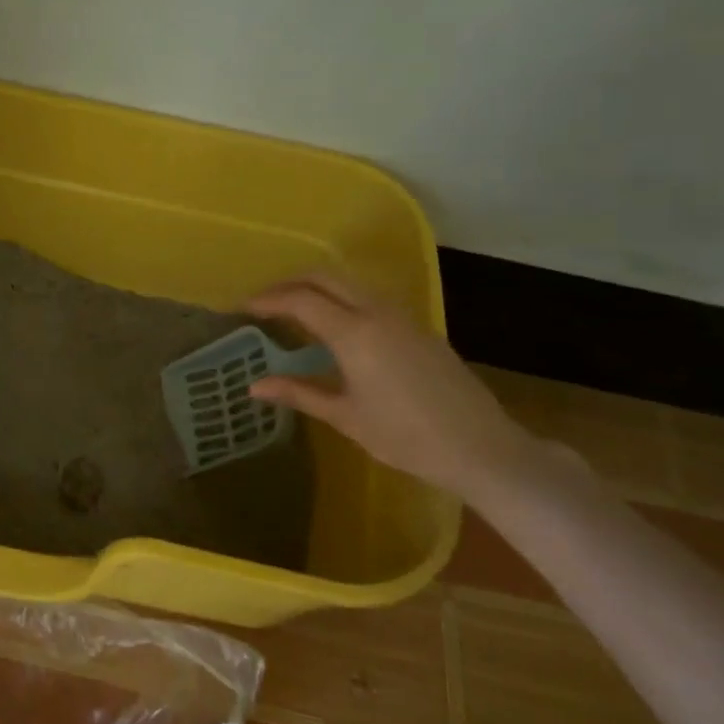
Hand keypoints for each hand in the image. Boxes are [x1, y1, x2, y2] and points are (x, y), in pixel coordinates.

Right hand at [246, 272, 542, 500]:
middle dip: (289, 282)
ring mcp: (402, 316)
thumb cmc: (405, 437)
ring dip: (317, 287)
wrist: (480, 447)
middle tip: (264, 301)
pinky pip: (369, 297)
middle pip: (325, 277)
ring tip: (292, 310)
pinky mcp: (417, 326)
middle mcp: (377, 312)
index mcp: (354, 333)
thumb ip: (298, 393)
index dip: (267, 300)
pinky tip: (333, 325)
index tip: (243, 308)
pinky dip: (341, 298)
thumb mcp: (345, 417)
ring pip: (350, 283)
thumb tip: (254, 386)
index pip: (300, 300)